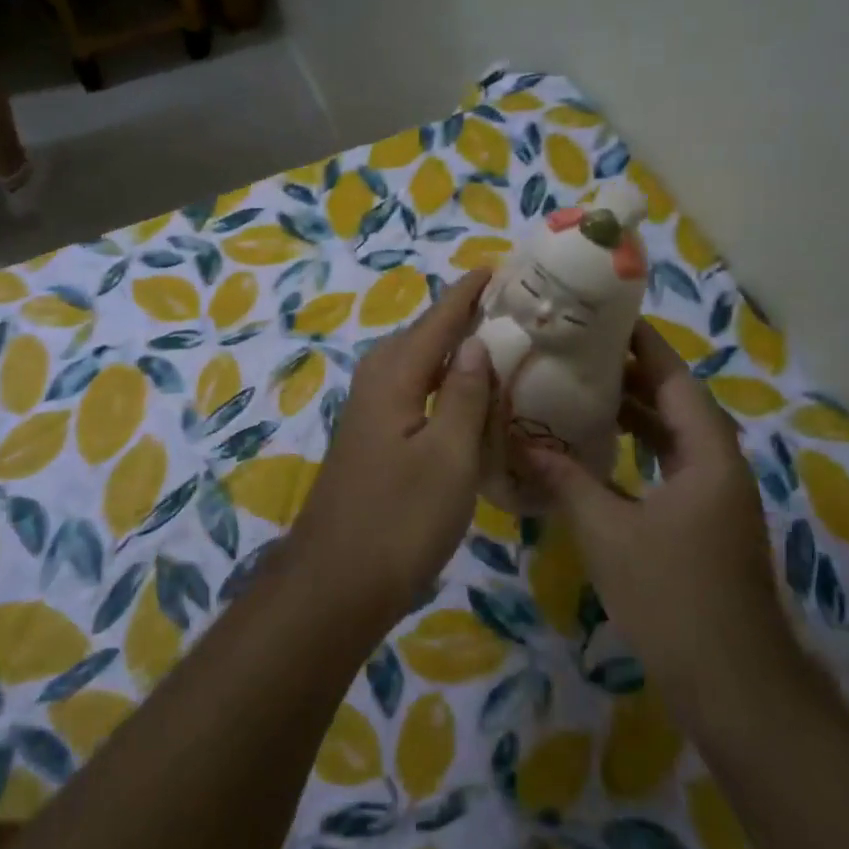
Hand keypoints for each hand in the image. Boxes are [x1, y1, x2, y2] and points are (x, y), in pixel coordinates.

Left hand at [288, 271, 495, 621]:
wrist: (337, 582)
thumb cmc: (400, 519)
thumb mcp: (448, 456)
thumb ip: (463, 395)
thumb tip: (475, 343)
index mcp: (394, 376)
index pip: (439, 319)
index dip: (469, 293)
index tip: (499, 266)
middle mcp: (376, 382)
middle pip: (424, 336)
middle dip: (462, 317)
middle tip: (511, 308)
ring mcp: (370, 412)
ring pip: (417, 365)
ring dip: (453, 351)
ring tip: (496, 344)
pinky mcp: (372, 439)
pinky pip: (413, 392)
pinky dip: (442, 384)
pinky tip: (465, 398)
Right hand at [522, 319, 795, 699]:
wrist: (732, 684)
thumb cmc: (672, 596)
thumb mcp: (608, 532)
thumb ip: (567, 481)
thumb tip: (522, 443)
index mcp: (708, 454)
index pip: (675, 378)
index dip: (643, 344)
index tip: (605, 316)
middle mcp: (718, 466)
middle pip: (676, 402)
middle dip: (631, 375)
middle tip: (578, 351)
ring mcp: (715, 497)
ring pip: (673, 436)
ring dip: (633, 413)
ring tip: (581, 390)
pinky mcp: (705, 523)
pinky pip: (669, 466)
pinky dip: (637, 449)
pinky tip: (600, 451)